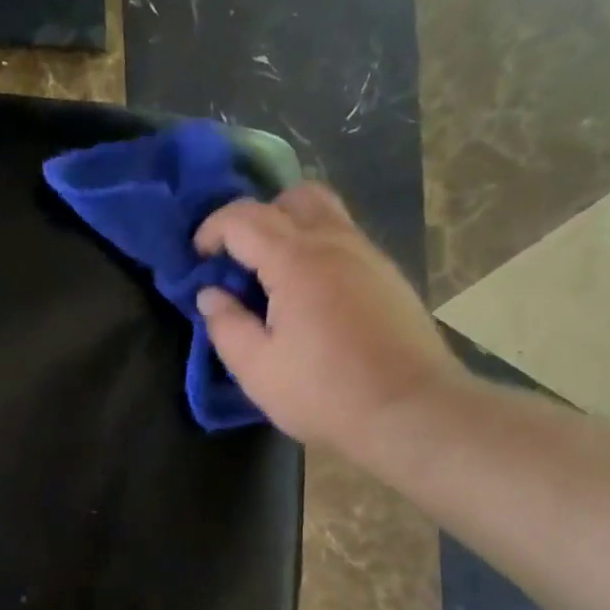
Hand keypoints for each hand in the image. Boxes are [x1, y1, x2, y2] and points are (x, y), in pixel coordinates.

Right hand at [194, 183, 465, 461]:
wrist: (411, 412)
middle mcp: (336, 244)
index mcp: (296, 261)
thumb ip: (226, 325)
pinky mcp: (389, 277)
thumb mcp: (256, 369)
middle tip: (239, 258)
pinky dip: (318, 249)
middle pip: (294, 197)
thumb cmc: (324, 393)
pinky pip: (346, 241)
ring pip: (327, 214)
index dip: (212, 229)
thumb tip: (210, 294)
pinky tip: (309, 295)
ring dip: (291, 228)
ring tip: (272, 274)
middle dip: (257, 217)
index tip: (197, 258)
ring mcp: (369, 257)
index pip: (244, 219)